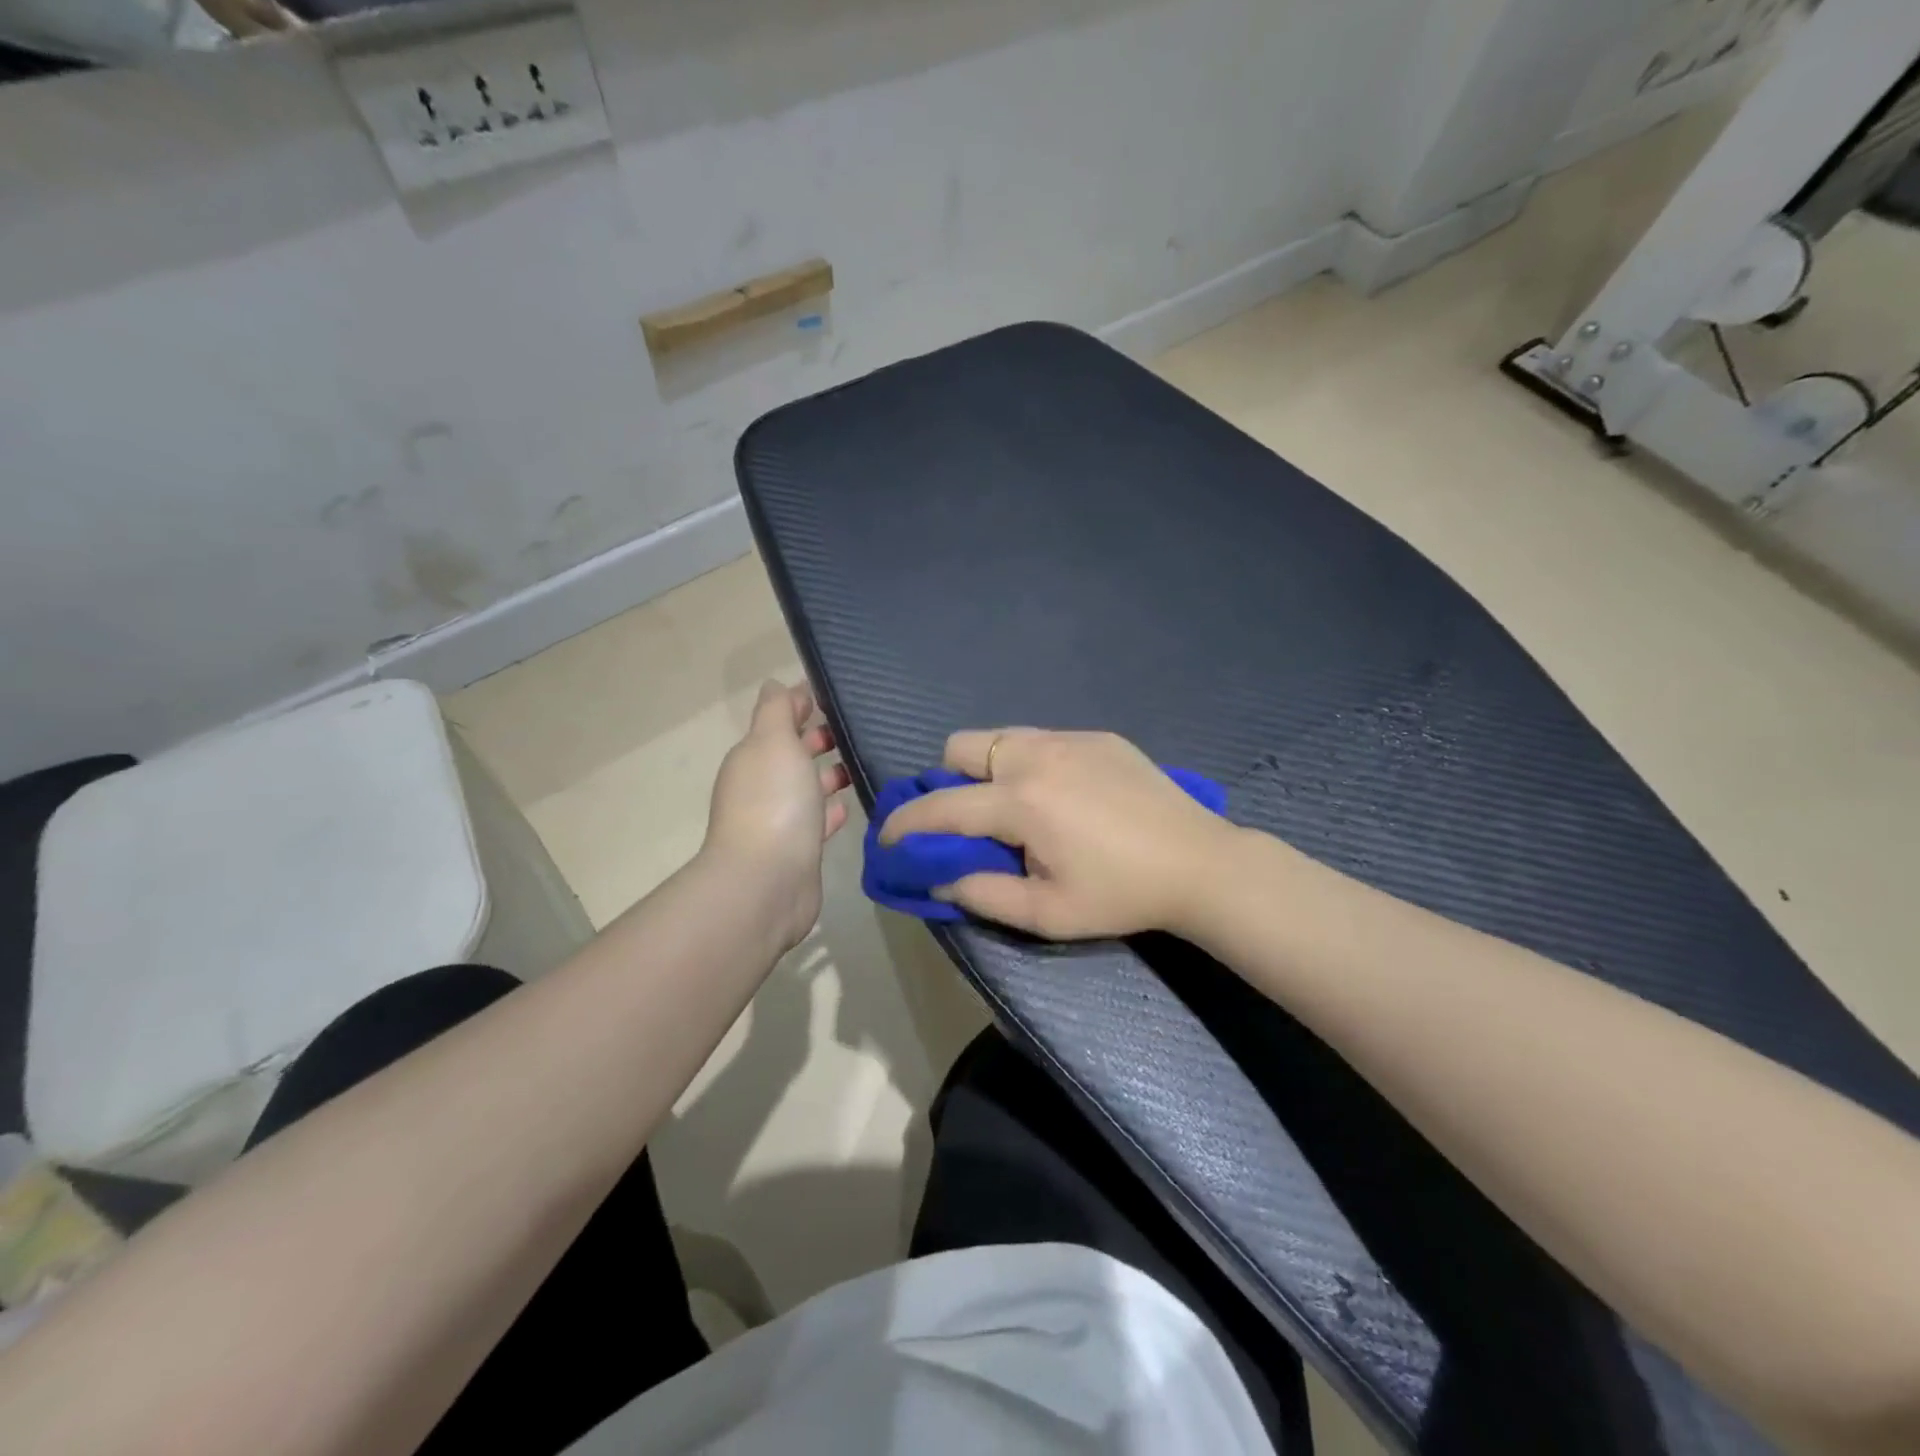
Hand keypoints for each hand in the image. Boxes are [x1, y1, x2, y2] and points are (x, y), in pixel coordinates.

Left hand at [704, 682, 850, 950]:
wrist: (767, 882)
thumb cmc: (773, 802)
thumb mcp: (774, 741)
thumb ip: (777, 710)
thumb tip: (776, 684)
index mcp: (754, 756)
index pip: (778, 720)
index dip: (802, 704)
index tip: (836, 694)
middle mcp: (762, 786)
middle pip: (791, 754)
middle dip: (817, 739)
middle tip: (856, 729)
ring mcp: (779, 820)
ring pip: (806, 788)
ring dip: (827, 775)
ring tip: (861, 763)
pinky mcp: (798, 850)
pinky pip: (816, 821)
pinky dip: (830, 810)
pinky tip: (849, 806)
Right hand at [878, 729, 1236, 939]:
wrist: (1200, 863)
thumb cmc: (1121, 894)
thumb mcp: (1047, 913)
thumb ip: (982, 894)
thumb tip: (937, 881)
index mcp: (1020, 801)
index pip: (941, 806)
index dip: (905, 823)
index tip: (887, 836)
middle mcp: (1036, 755)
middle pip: (961, 747)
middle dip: (949, 780)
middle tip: (970, 820)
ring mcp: (1070, 739)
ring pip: (1001, 737)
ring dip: (989, 768)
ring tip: (1015, 806)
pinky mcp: (1099, 737)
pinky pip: (1043, 739)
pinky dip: (1032, 763)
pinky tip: (1064, 797)